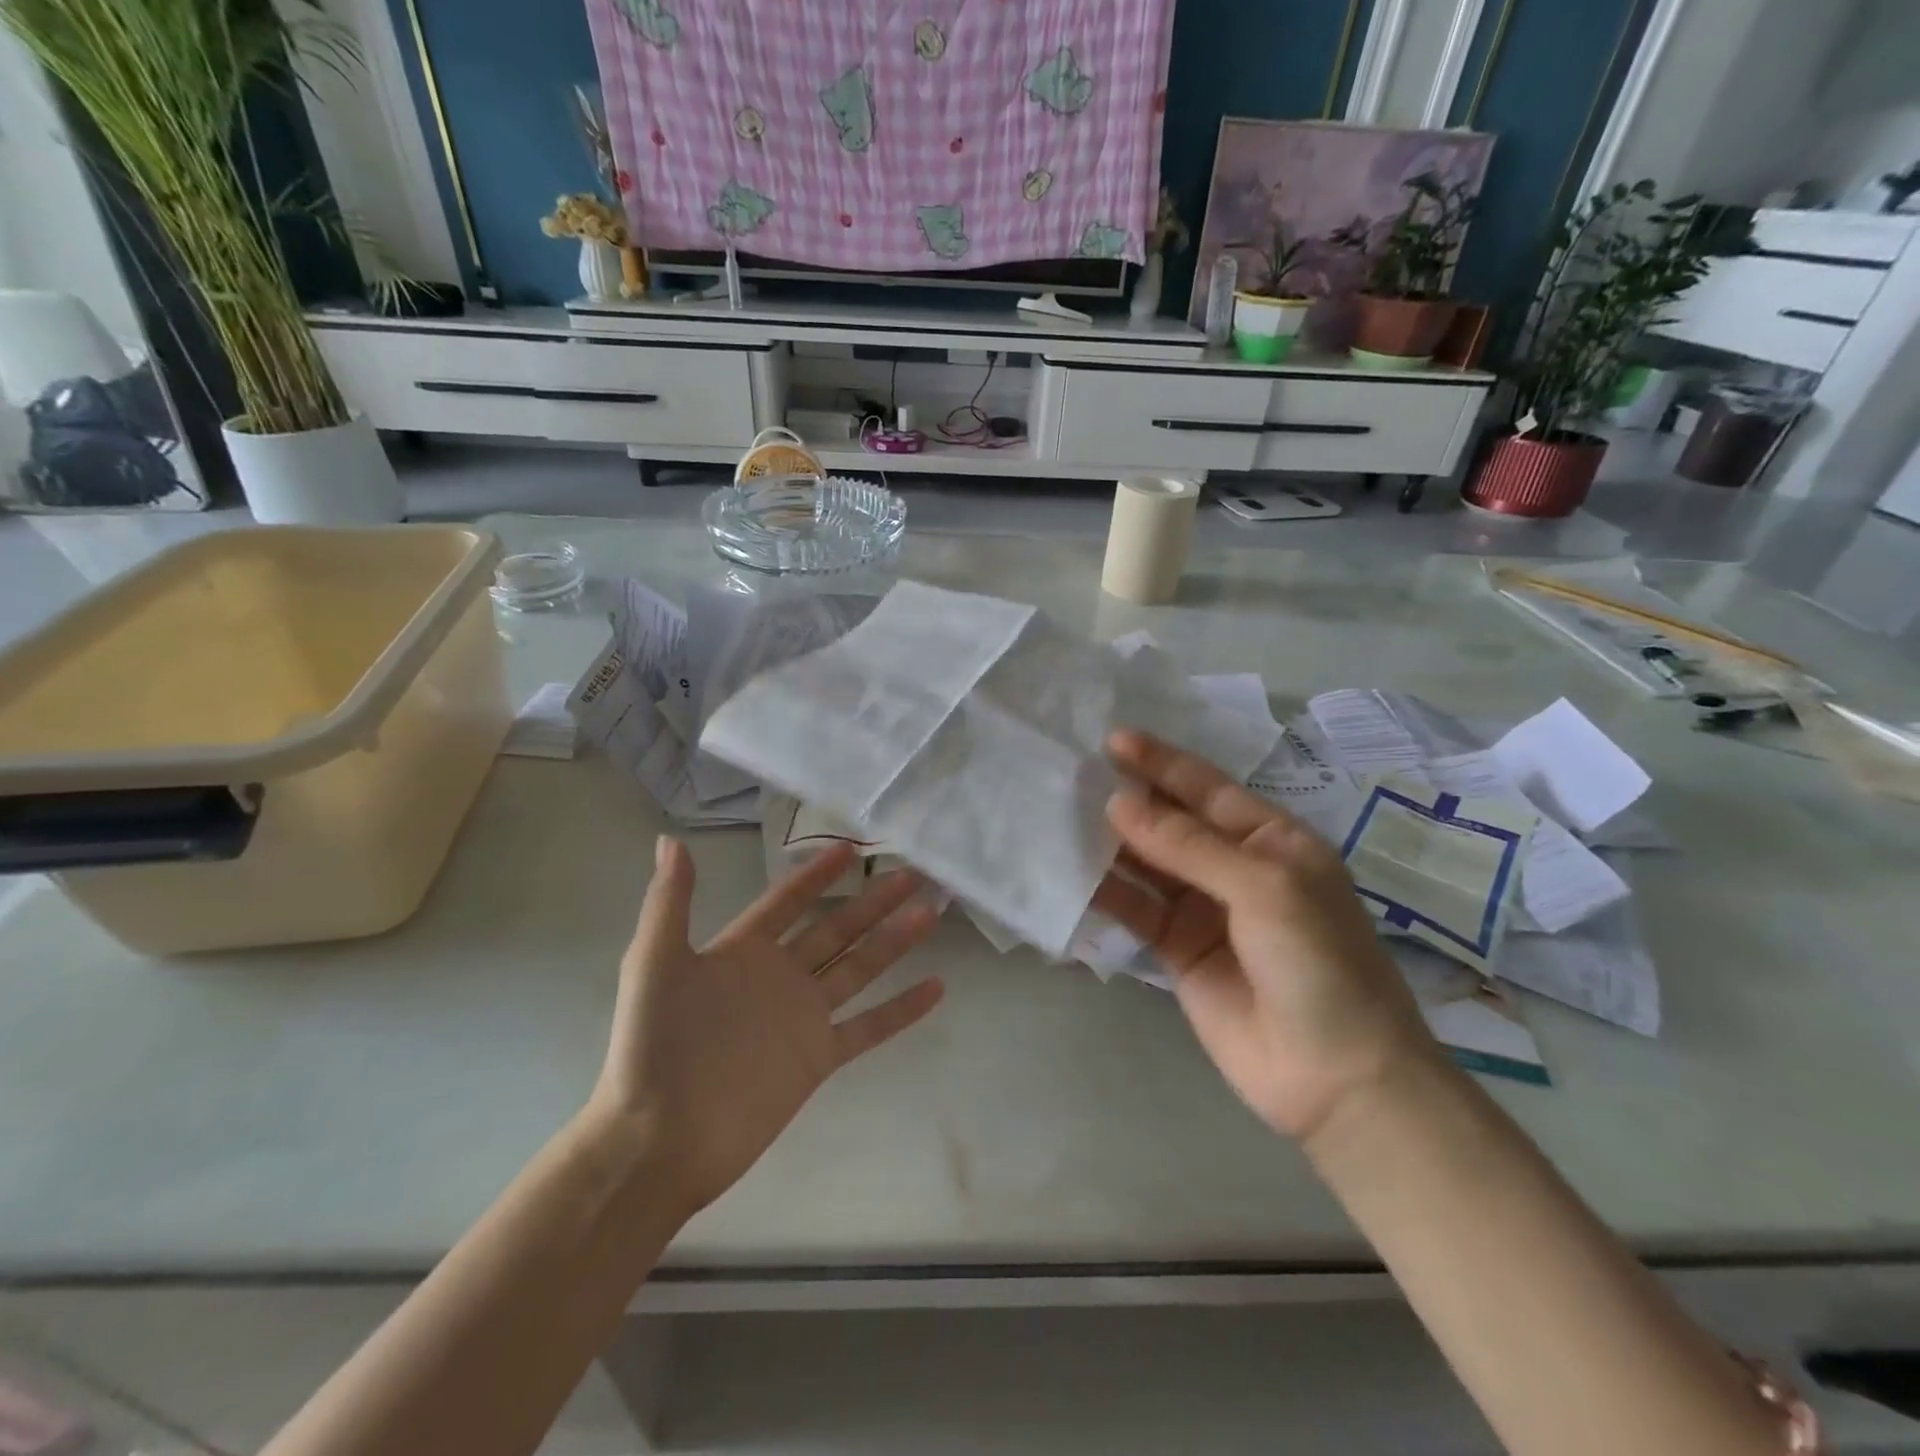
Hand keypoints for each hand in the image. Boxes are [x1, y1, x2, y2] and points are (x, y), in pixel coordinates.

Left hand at [589, 837, 943, 1215]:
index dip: (817, 874)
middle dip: (873, 901)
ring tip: (930, 913)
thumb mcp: (654, 964)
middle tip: (912, 873)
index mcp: (743, 951)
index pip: (788, 901)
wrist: (660, 1139)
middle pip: (836, 928)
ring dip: (895, 941)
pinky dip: (902, 1009)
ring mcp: (802, 1017)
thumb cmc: (653, 1046)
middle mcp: (779, 976)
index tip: (851, 848)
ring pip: (860, 968)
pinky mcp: (818, 1057)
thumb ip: (669, 903)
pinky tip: (937, 988)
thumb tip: (670, 842)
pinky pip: (868, 1028)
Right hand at [1092, 731, 1439, 1144]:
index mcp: (1271, 840)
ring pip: (1147, 864)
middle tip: (1073, 775)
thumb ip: (1188, 845)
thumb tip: (1118, 803)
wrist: (1335, 1077)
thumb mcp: (1263, 888)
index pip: (1207, 788)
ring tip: (1060, 816)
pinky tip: (1071, 874)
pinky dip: (1105, 892)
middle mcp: (1235, 867)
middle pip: (1172, 822)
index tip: (1112, 740)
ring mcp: (1203, 909)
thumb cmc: (1317, 963)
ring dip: (1110, 843)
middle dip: (1129, 799)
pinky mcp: (1177, 949)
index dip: (1161, 763)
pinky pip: (1135, 909)